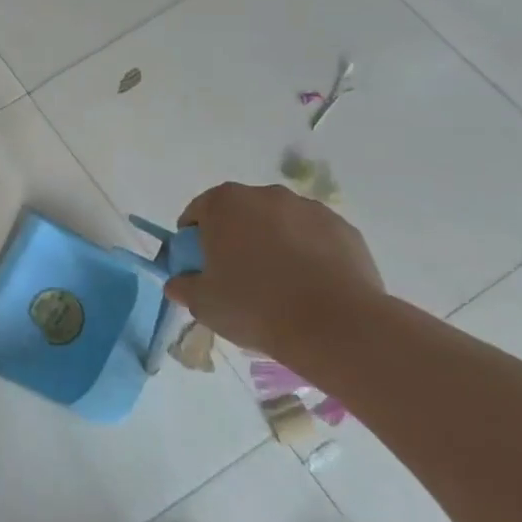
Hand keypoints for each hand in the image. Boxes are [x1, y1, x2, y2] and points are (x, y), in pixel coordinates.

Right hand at [163, 182, 383, 358]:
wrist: (334, 326)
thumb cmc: (254, 306)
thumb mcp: (203, 304)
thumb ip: (183, 286)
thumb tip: (178, 282)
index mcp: (224, 204)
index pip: (197, 213)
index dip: (193, 240)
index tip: (199, 267)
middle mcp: (265, 195)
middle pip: (239, 214)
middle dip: (235, 238)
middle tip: (236, 277)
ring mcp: (309, 208)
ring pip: (279, 224)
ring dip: (273, 243)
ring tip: (279, 285)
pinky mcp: (343, 229)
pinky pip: (314, 238)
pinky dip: (307, 254)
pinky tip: (310, 287)